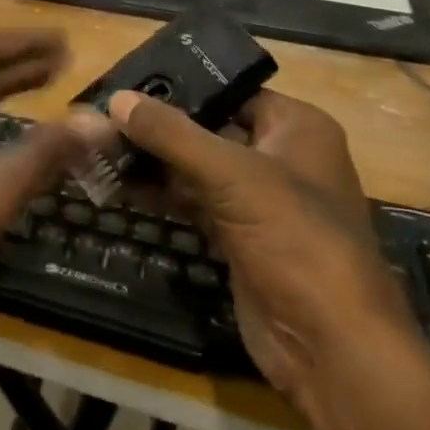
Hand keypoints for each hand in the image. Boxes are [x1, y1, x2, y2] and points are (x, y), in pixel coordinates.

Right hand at [107, 89, 418, 404]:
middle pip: (208, 128)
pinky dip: (161, 193)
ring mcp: (259, 201)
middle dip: (157, 127)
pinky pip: (193, 202)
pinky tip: (120, 184)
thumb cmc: (295, 240)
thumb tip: (116, 97)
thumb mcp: (232, 175)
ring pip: (196, 167)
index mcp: (297, 128)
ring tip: (99, 146)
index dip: (179, 85)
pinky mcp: (239, 237)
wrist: (330, 347)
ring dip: (153, 161)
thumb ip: (171, 134)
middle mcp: (280, 156)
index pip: (229, 90)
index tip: (125, 82)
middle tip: (100, 115)